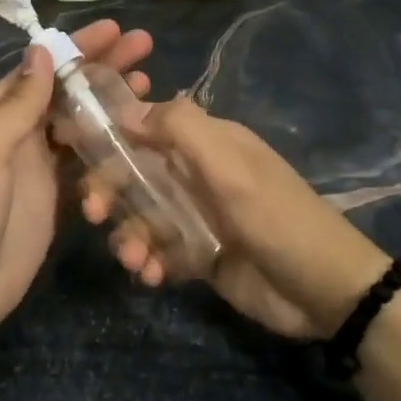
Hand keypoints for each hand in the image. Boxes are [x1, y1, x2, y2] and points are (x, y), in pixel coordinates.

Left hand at [0, 20, 153, 339]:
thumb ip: (16, 105)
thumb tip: (41, 51)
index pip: (40, 69)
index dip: (76, 48)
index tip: (114, 30)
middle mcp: (18, 132)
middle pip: (65, 90)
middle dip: (101, 66)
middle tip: (144, 47)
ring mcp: (39, 165)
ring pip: (80, 121)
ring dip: (110, 101)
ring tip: (148, 83)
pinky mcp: (56, 196)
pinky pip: (86, 160)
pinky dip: (108, 143)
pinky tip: (136, 134)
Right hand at [84, 97, 392, 339]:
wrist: (326, 291)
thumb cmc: (277, 217)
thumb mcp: (230, 166)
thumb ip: (180, 129)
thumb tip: (126, 109)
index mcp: (206, 143)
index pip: (146, 126)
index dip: (109, 136)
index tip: (74, 151)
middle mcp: (196, 174)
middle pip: (135, 173)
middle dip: (110, 191)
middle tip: (95, 214)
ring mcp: (196, 216)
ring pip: (141, 216)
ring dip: (129, 235)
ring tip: (135, 259)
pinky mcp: (198, 255)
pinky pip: (158, 251)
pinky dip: (149, 261)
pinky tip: (152, 276)